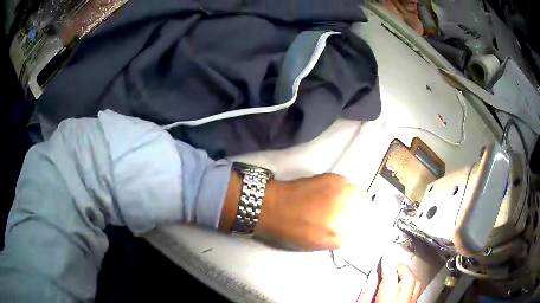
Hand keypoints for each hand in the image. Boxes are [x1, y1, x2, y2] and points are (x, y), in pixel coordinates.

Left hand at [254, 173, 362, 250]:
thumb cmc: (289, 231)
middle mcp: (345, 217)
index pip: (358, 232)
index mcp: (338, 238)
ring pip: (360, 197)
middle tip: (343, 212)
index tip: (347, 224)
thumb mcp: (315, 244)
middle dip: (354, 214)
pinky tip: (334, 191)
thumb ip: (336, 238)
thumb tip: (347, 229)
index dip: (352, 227)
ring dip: (353, 199)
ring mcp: (342, 196)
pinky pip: (349, 184)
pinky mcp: (335, 180)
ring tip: (341, 200)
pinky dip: (345, 188)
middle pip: (362, 214)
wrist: (272, 207)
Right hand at [358, 263, 421, 302]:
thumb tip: (373, 276)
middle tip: (390, 265)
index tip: (384, 258)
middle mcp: (403, 302)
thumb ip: (366, 292)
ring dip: (407, 273)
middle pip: (408, 277)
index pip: (391, 276)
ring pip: (416, 281)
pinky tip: (402, 285)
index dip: (388, 264)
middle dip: (400, 267)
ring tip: (396, 273)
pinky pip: (416, 289)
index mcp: (387, 302)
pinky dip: (410, 282)